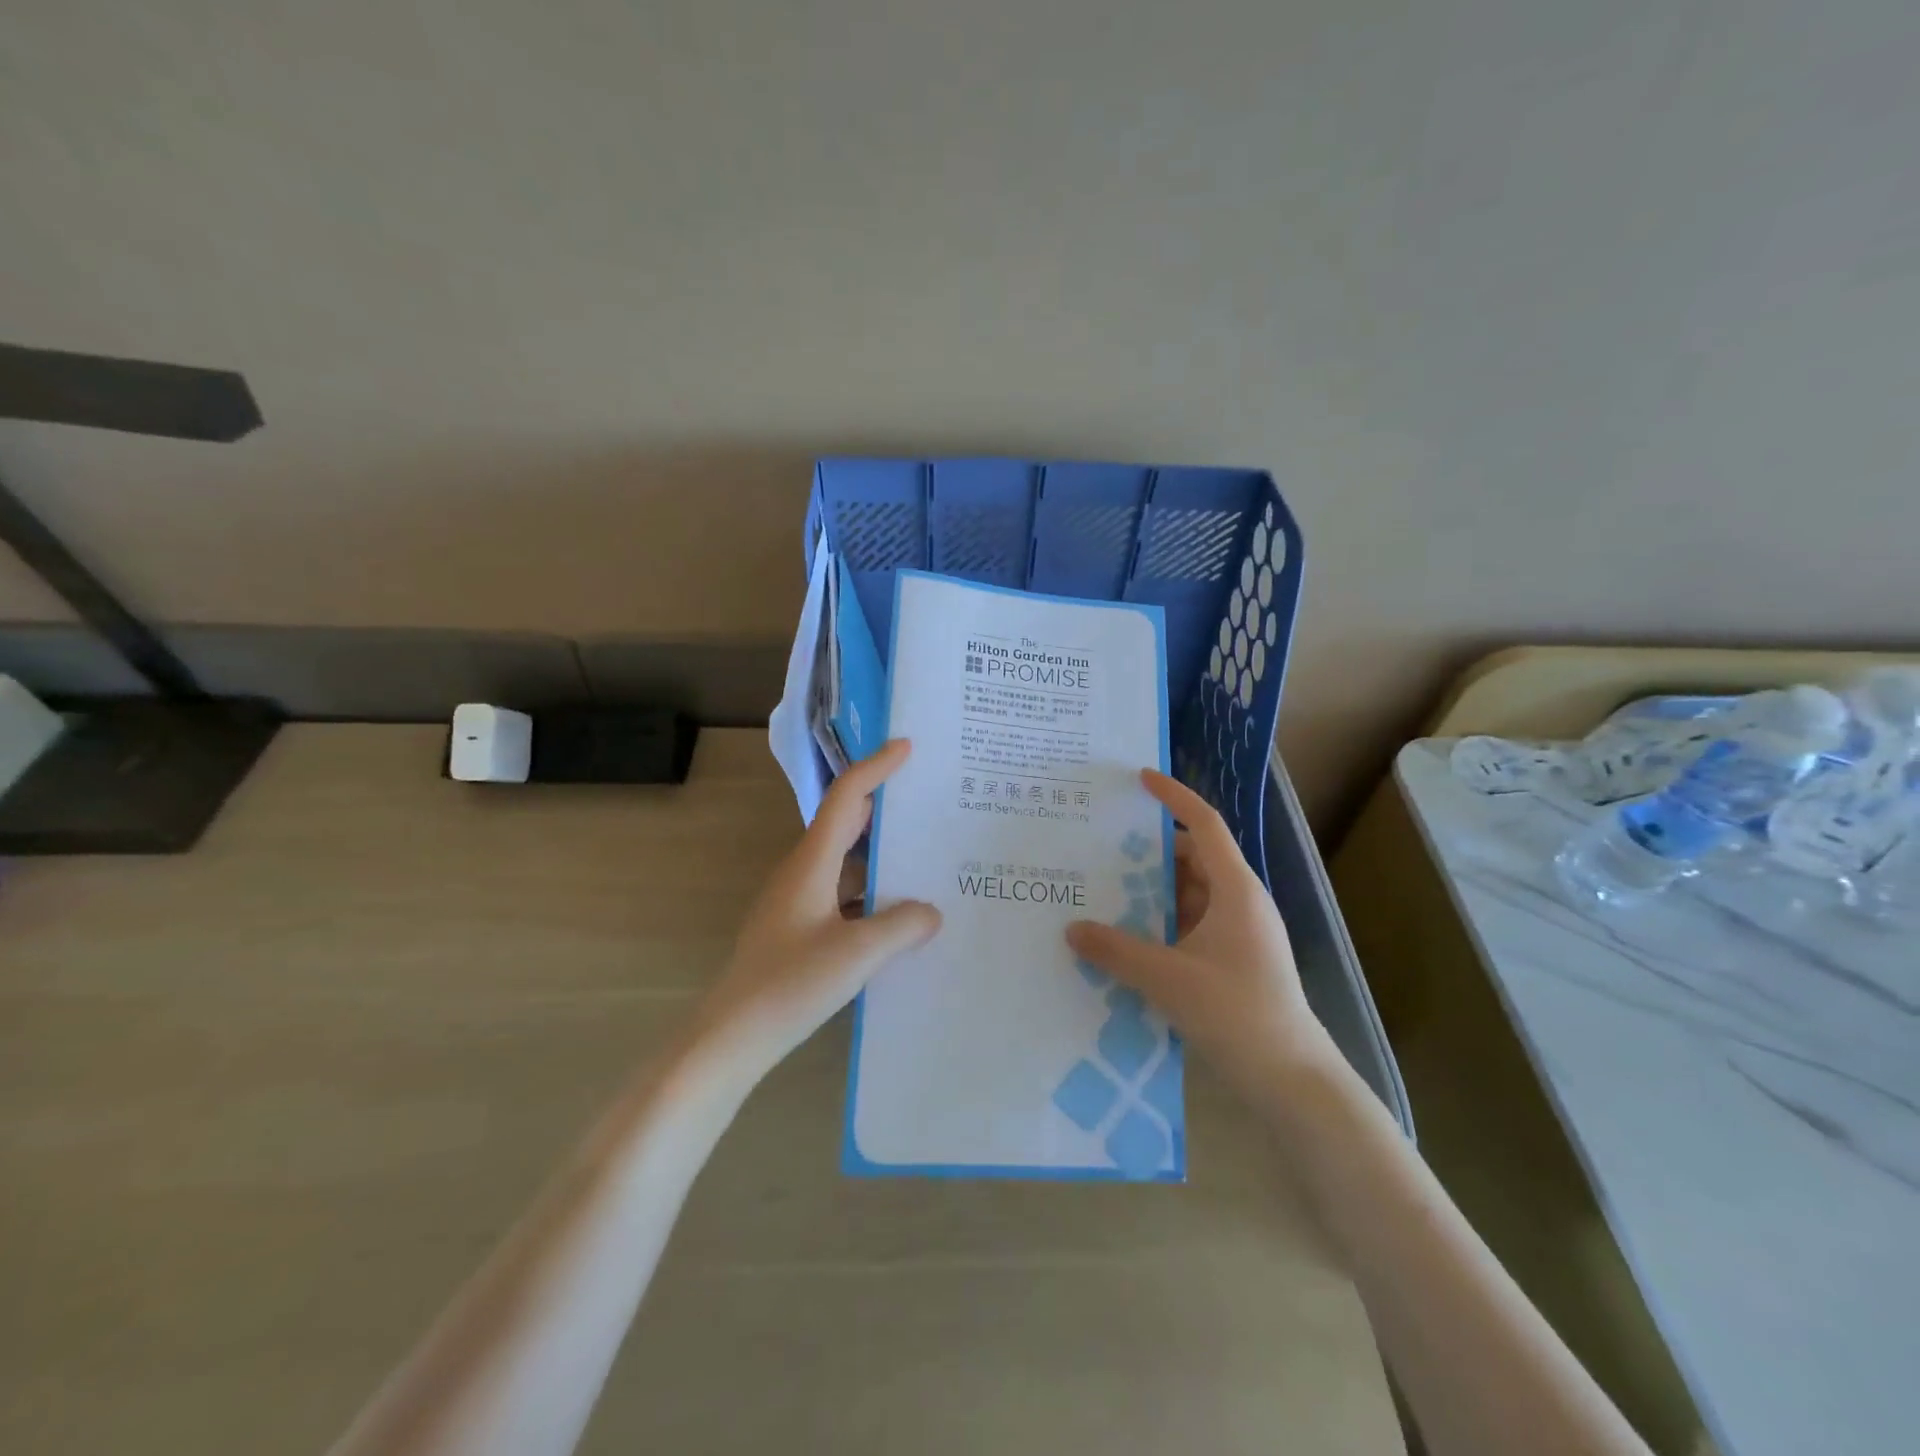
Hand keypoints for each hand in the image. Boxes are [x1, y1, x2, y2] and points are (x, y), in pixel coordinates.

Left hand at [686, 739, 941, 1086]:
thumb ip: (901, 927)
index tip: (907, 748)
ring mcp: (798, 901)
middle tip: (927, 800)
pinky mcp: (798, 927)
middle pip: (846, 823)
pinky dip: (871, 893)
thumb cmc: (789, 985)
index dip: (876, 768)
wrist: (732, 1035)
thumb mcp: (856, 955)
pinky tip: (898, 916)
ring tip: (925, 858)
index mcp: (812, 863)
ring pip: (846, 862)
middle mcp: (802, 872)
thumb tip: (932, 911)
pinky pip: (843, 894)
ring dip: (881, 855)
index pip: (847, 798)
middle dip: (884, 806)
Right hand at [1066, 769, 1334, 1100]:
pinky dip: (1160, 922)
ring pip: (1189, 894)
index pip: (1204, 825)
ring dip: (1152, 891)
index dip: (1173, 797)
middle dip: (1149, 852)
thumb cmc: (1236, 1013)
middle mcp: (1239, 902)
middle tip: (1101, 848)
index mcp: (1235, 890)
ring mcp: (1238, 933)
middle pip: (1192, 858)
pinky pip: (1190, 924)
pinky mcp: (1231, 960)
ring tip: (1104, 891)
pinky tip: (1127, 938)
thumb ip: (1116, 951)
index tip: (1139, 778)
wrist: (1290, 1079)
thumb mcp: (1167, 978)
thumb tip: (1072, 929)